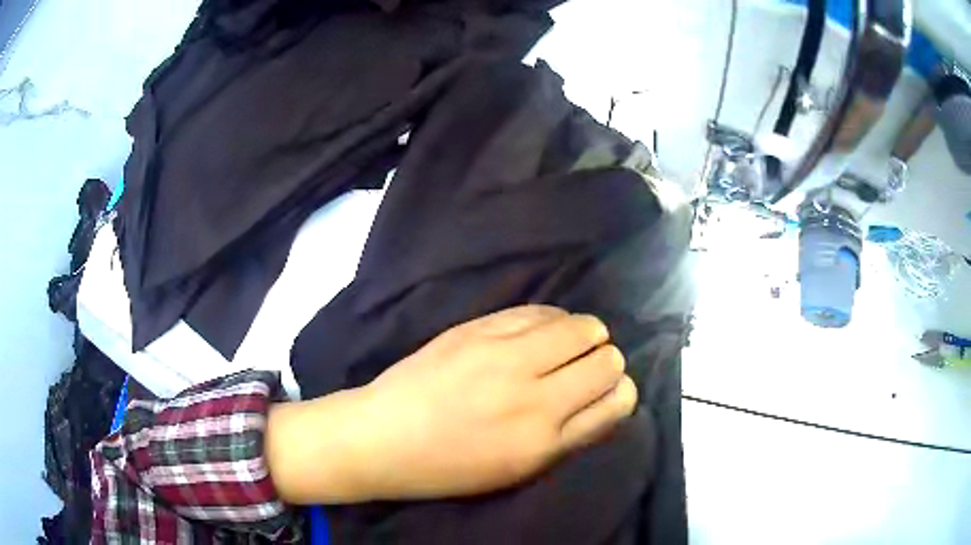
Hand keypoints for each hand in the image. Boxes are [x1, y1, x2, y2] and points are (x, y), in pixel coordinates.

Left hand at [266, 306, 636, 503]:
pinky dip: (551, 319)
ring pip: (581, 326)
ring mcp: (505, 355)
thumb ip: (568, 436)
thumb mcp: (518, 469)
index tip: (608, 391)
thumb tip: (604, 397)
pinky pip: (540, 310)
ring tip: (568, 343)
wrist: (384, 436)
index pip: (617, 401)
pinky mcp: (479, 328)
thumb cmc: (451, 465)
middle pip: (607, 359)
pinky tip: (542, 329)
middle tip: (587, 366)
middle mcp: (534, 396)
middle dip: (606, 361)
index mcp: (544, 441)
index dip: (620, 392)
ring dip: (584, 334)